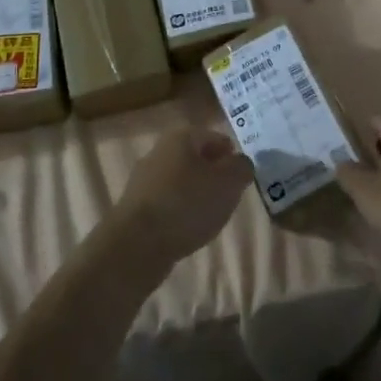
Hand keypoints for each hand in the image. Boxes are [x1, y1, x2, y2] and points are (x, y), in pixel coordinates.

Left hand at [110, 128, 251, 265]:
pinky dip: (181, 210)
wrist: (138, 242)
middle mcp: (160, 151)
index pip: (216, 138)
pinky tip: (189, 227)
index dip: (232, 156)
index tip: (243, 177)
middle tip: (230, 195)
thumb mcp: (228, 183)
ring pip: (182, 180)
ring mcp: (145, 178)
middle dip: (215, 174)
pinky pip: (168, 201)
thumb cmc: (187, 204)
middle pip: (197, 158)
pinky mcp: (137, 205)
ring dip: (198, 193)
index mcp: (181, 137)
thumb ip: (242, 168)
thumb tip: (241, 163)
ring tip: (212, 215)